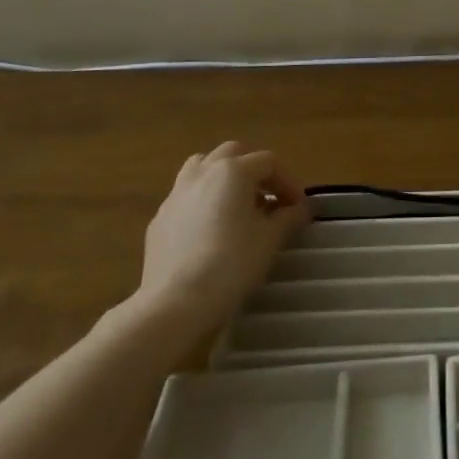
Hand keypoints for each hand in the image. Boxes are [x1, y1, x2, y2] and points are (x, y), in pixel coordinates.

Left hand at [132, 140, 310, 324]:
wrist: (176, 303)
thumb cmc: (232, 263)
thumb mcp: (271, 239)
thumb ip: (289, 217)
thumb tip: (300, 210)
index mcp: (232, 171)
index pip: (269, 162)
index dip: (288, 182)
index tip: (299, 208)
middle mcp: (202, 173)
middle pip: (233, 155)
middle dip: (254, 172)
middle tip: (268, 200)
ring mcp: (176, 195)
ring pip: (201, 168)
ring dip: (222, 179)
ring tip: (236, 207)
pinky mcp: (159, 220)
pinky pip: (185, 198)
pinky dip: (202, 203)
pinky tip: (210, 232)